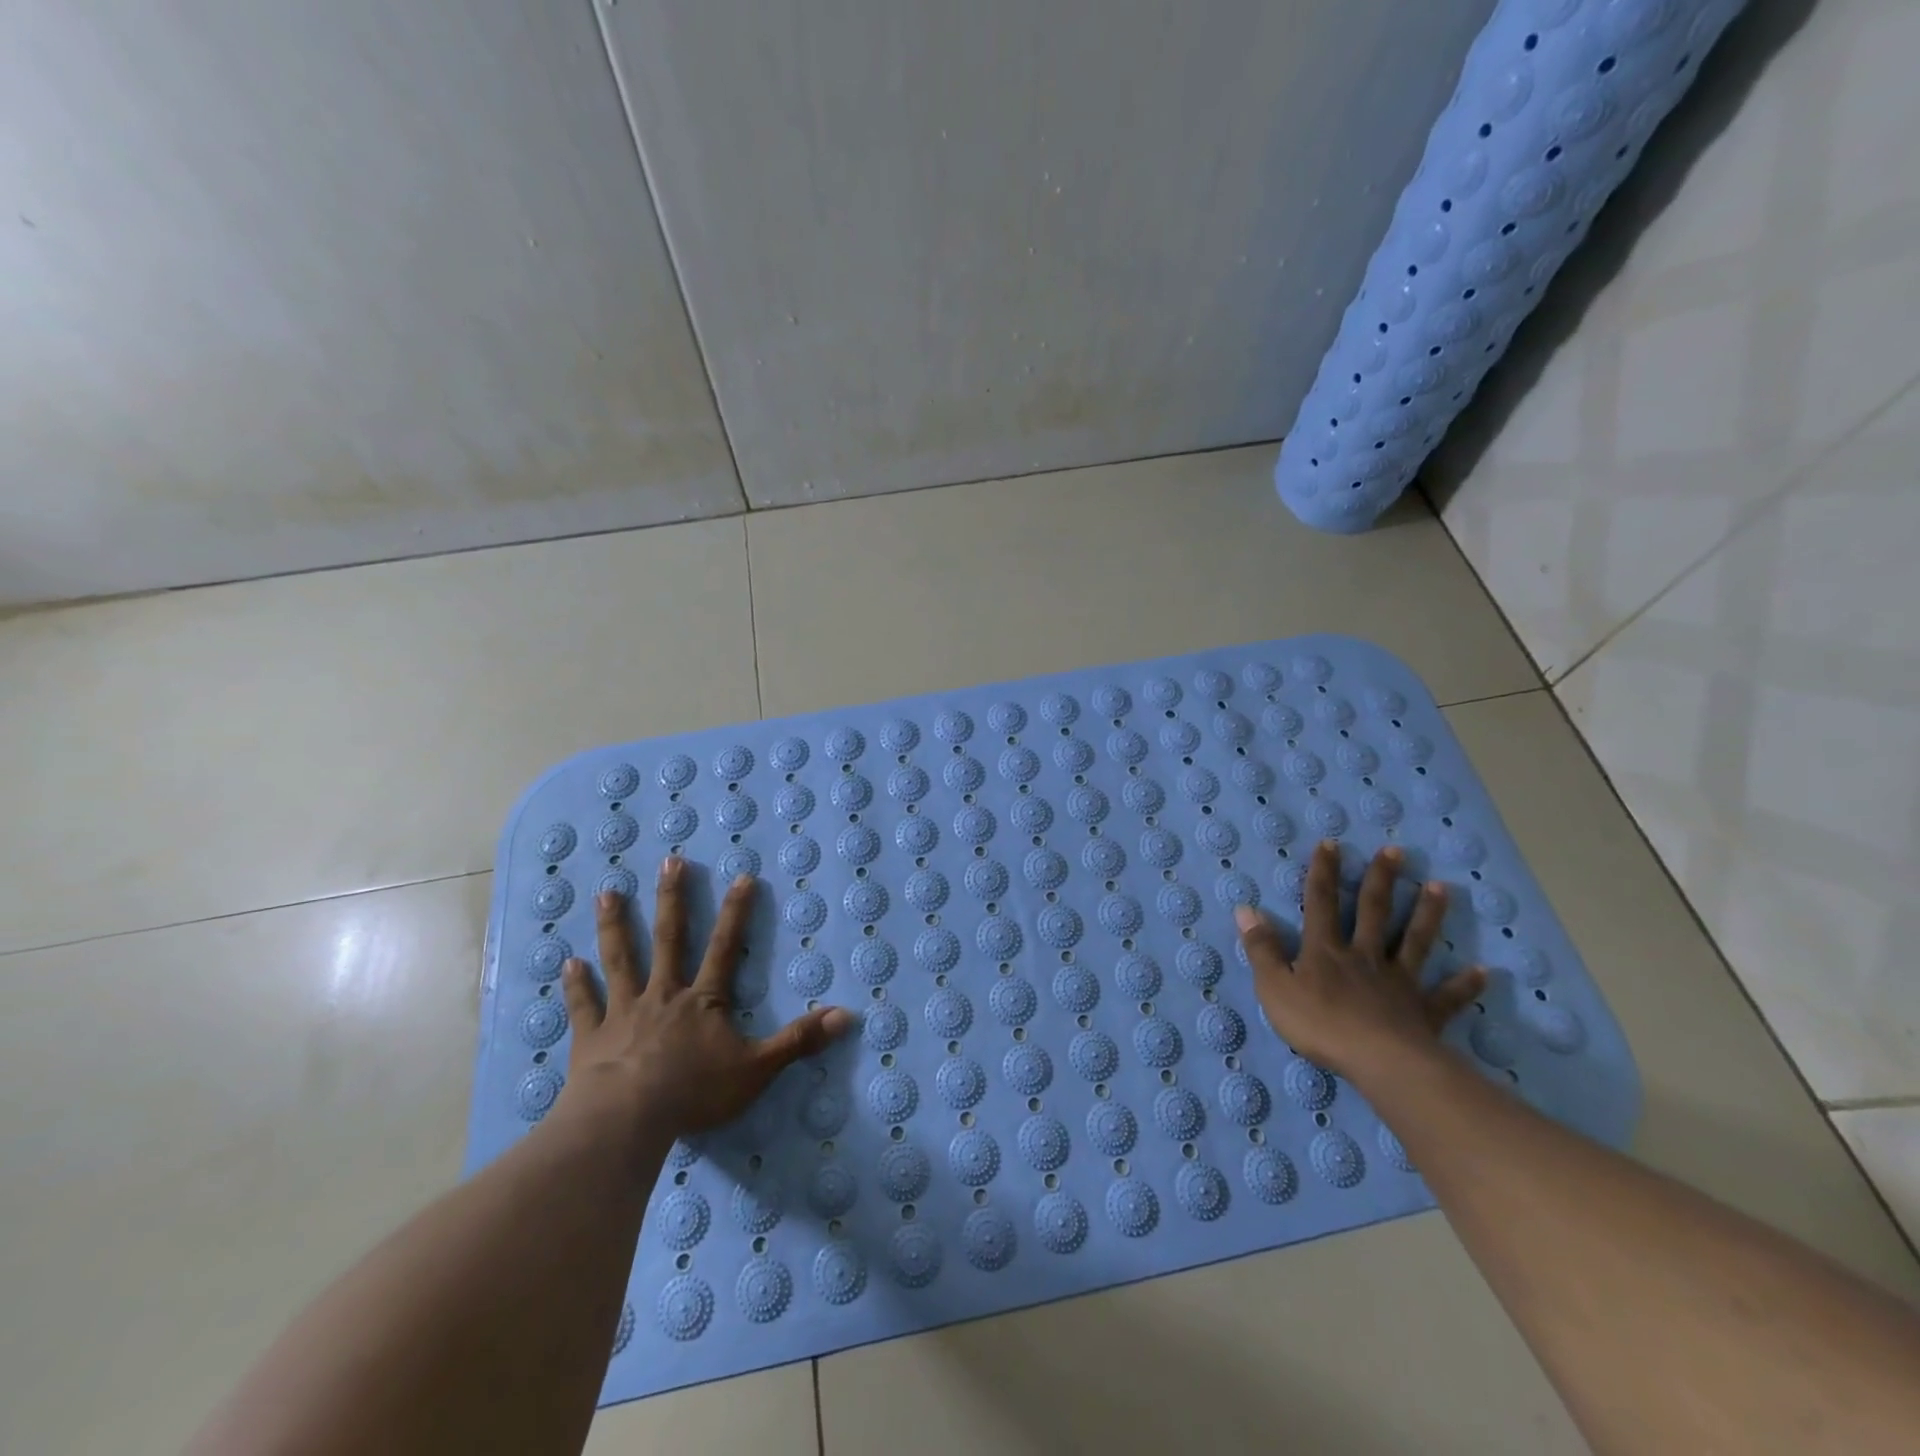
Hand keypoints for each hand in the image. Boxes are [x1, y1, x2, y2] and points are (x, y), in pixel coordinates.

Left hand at [556, 857, 854, 1140]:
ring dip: (615, 926)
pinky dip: (576, 986)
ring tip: (607, 893)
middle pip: (669, 939)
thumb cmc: (694, 1092)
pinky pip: (584, 1007)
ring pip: (621, 960)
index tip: (741, 877)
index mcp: (703, 1001)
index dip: (736, 912)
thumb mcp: (758, 1069)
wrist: (626, 1121)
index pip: (725, 947)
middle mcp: (664, 995)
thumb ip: (799, 1041)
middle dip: (673, 899)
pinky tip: (567, 964)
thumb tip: (847, 1016)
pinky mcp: (591, 1037)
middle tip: (670, 861)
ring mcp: (624, 1013)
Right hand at [1234, 840, 1484, 1084]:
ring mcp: (1399, 982)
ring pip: (1414, 941)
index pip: (1321, 903)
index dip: (1323, 872)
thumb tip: (1246, 909)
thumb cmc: (1320, 1025)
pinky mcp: (1425, 1011)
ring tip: (1440, 887)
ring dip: (1427, 914)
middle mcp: (1364, 956)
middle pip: (1373, 911)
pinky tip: (1483, 971)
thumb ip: (1261, 949)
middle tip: (1395, 851)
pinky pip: (1447, 996)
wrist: (1380, 1062)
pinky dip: (1465, 984)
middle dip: (1381, 879)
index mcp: (1325, 951)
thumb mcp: (1274, 987)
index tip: (1332, 843)